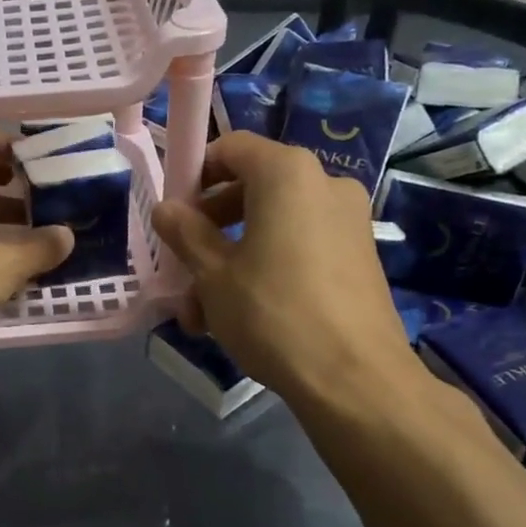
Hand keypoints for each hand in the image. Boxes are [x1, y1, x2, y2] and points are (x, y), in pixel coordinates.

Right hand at [150, 132, 422, 402]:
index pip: (231, 148)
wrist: (355, 378)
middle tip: (183, 271)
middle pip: (251, 189)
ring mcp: (347, 221)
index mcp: (287, 173)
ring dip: (232, 260)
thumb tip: (166, 208)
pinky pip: (299, 247)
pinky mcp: (358, 256)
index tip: (173, 215)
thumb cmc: (273, 314)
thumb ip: (185, 233)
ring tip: (203, 314)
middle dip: (210, 230)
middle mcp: (324, 184)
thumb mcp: (213, 275)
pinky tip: (242, 317)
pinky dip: (267, 268)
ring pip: (273, 226)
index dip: (194, 175)